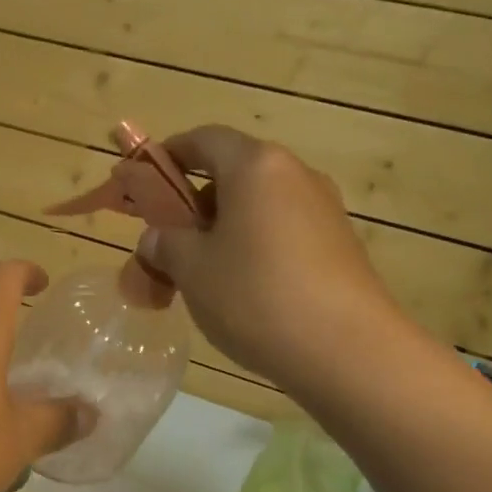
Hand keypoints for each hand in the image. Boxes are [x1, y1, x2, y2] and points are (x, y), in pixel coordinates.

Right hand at [138, 126, 398, 391]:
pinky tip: (244, 290)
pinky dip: (255, 246)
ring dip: (224, 228)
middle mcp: (295, 175)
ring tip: (202, 272)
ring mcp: (324, 210)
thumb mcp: (192, 269)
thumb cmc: (256, 295)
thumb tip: (158, 238)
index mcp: (256, 165)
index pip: (204, 139)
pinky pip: (283, 231)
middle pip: (234, 172)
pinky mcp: (340, 245)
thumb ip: (165, 243)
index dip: (168, 155)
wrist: (348, 352)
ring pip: (259, 206)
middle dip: (195, 201)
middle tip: (169, 239)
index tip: (142, 180)